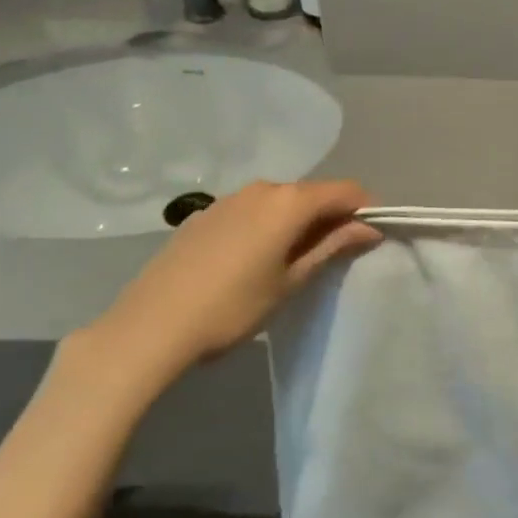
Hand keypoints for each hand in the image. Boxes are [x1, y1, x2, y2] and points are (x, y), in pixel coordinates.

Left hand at [75, 179, 380, 394]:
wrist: (149, 328)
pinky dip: (266, 224)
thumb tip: (369, 228)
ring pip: (280, 200)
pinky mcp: (204, 215)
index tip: (368, 238)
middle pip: (312, 193)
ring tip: (292, 259)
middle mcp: (262, 188)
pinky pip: (251, 210)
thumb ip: (332, 247)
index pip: (346, 190)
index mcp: (289, 202)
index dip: (364, 210)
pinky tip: (252, 259)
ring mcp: (229, 199)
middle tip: (332, 255)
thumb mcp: (291, 281)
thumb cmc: (232, 308)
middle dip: (330, 216)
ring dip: (297, 221)